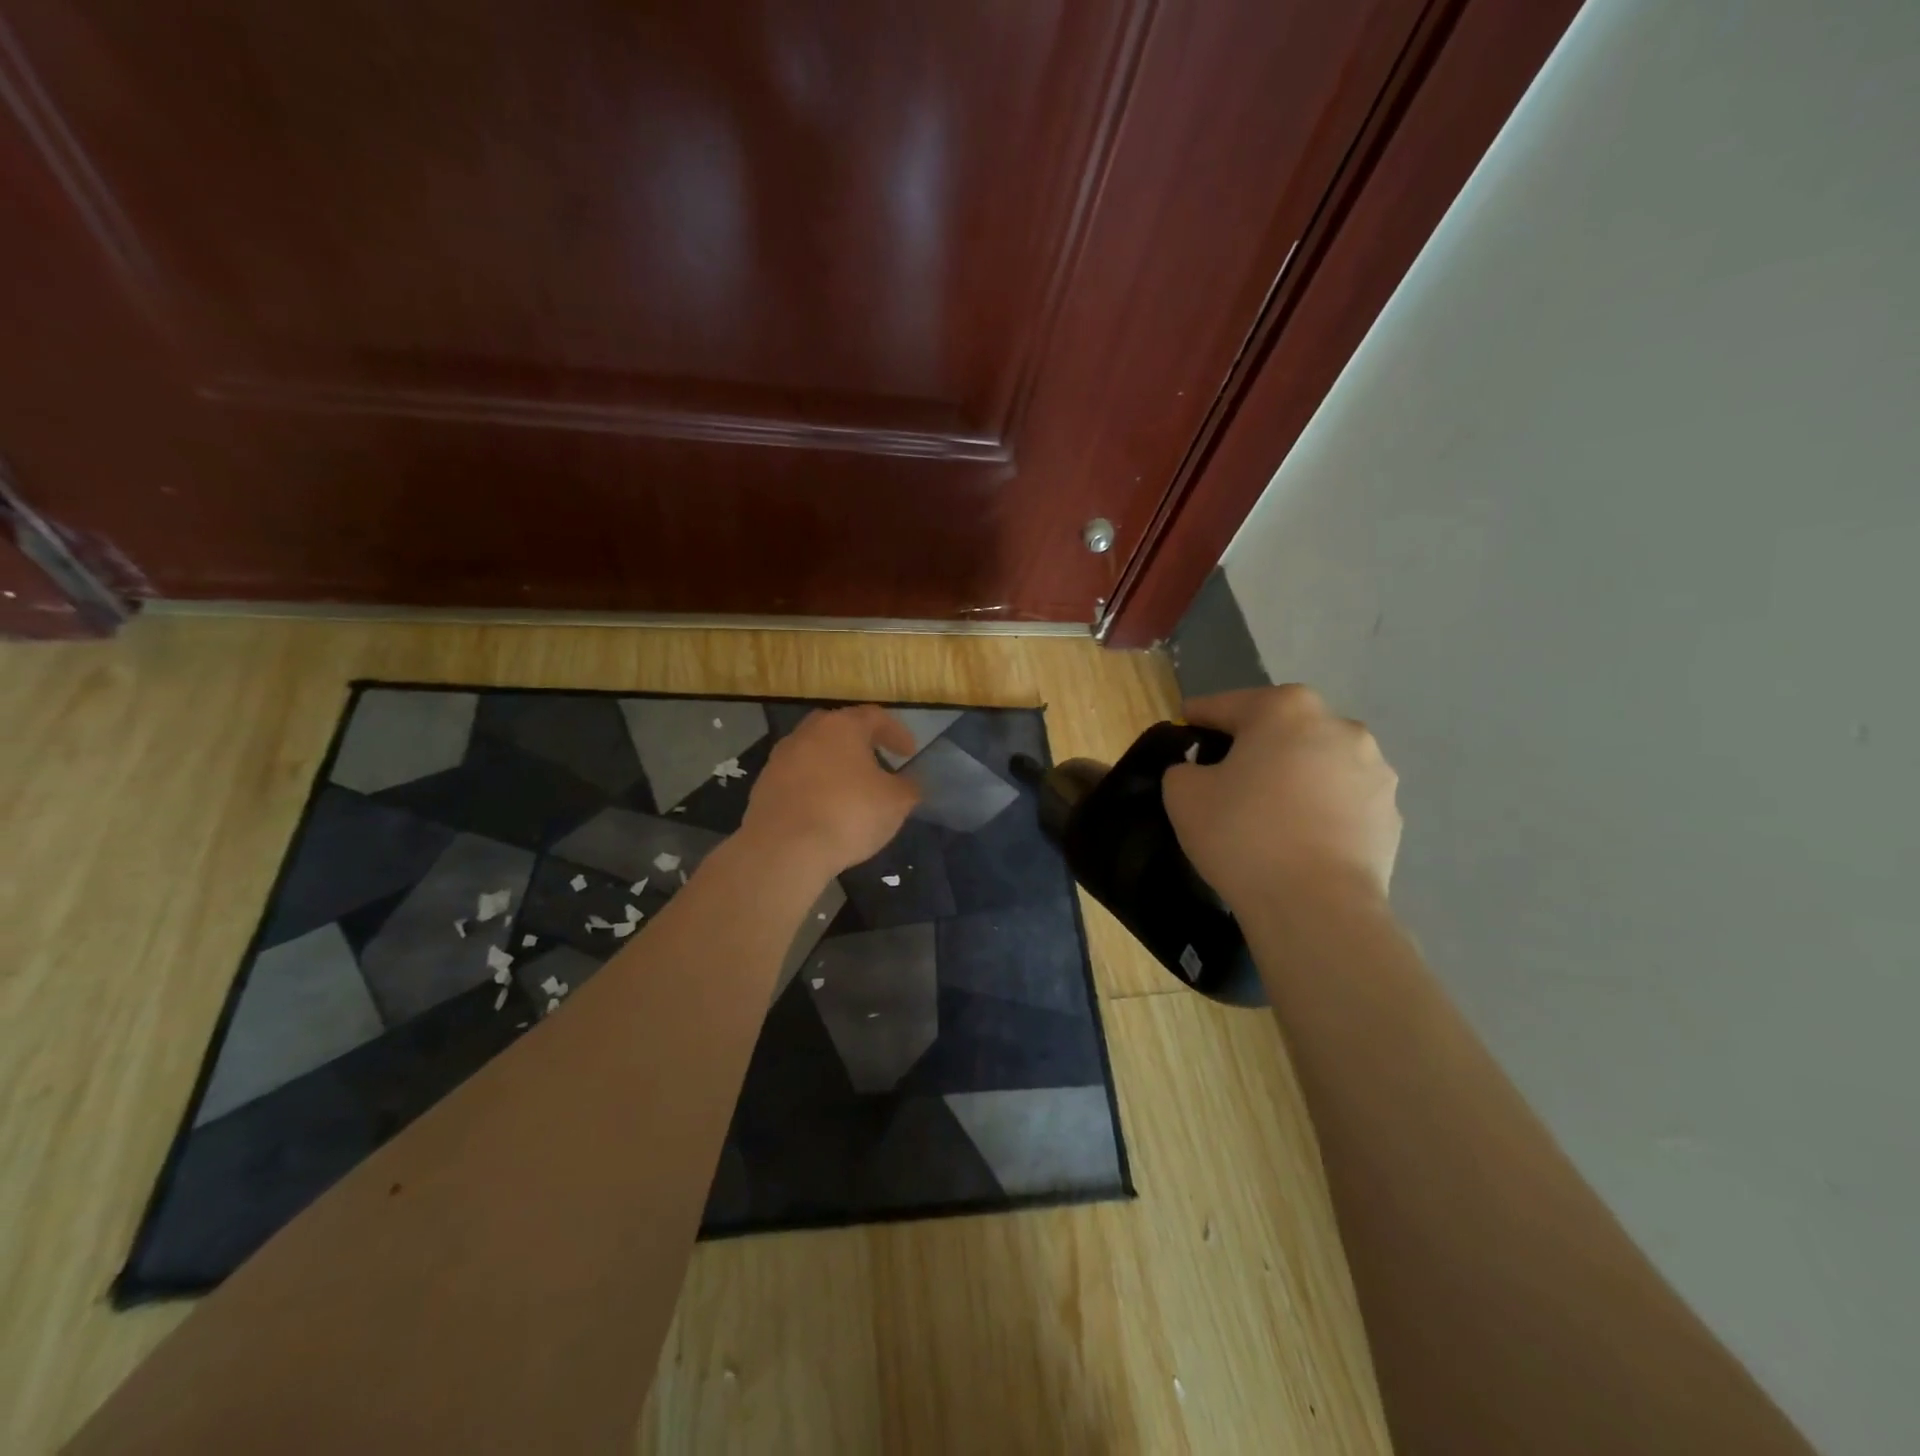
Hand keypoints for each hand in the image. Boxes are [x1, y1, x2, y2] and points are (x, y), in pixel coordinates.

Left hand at [739, 706, 920, 879]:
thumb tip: (909, 782)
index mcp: (843, 727)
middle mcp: (808, 733)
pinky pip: (797, 778)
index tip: (909, 753)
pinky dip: (813, 787)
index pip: (875, 717)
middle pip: (838, 728)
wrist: (784, 848)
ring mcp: (780, 759)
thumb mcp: (896, 803)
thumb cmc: (849, 814)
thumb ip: (908, 787)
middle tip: (876, 761)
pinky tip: (823, 809)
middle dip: (859, 742)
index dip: (896, 733)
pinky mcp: (763, 786)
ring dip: (833, 765)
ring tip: (850, 788)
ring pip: (814, 752)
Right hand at [1163, 685, 1400, 914]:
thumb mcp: (1183, 794)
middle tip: (1224, 776)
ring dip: (1292, 775)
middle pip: (1280, 728)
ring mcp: (1374, 769)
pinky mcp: (1390, 813)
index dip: (1199, 717)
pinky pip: (1341, 800)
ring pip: (1316, 762)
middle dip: (1252, 745)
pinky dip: (1319, 808)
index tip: (1183, 728)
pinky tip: (1299, 838)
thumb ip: (1184, 768)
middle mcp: (1339, 726)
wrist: (1316, 905)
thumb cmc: (1243, 835)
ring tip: (1268, 812)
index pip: (1227, 705)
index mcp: (1286, 708)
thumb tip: (1201, 772)